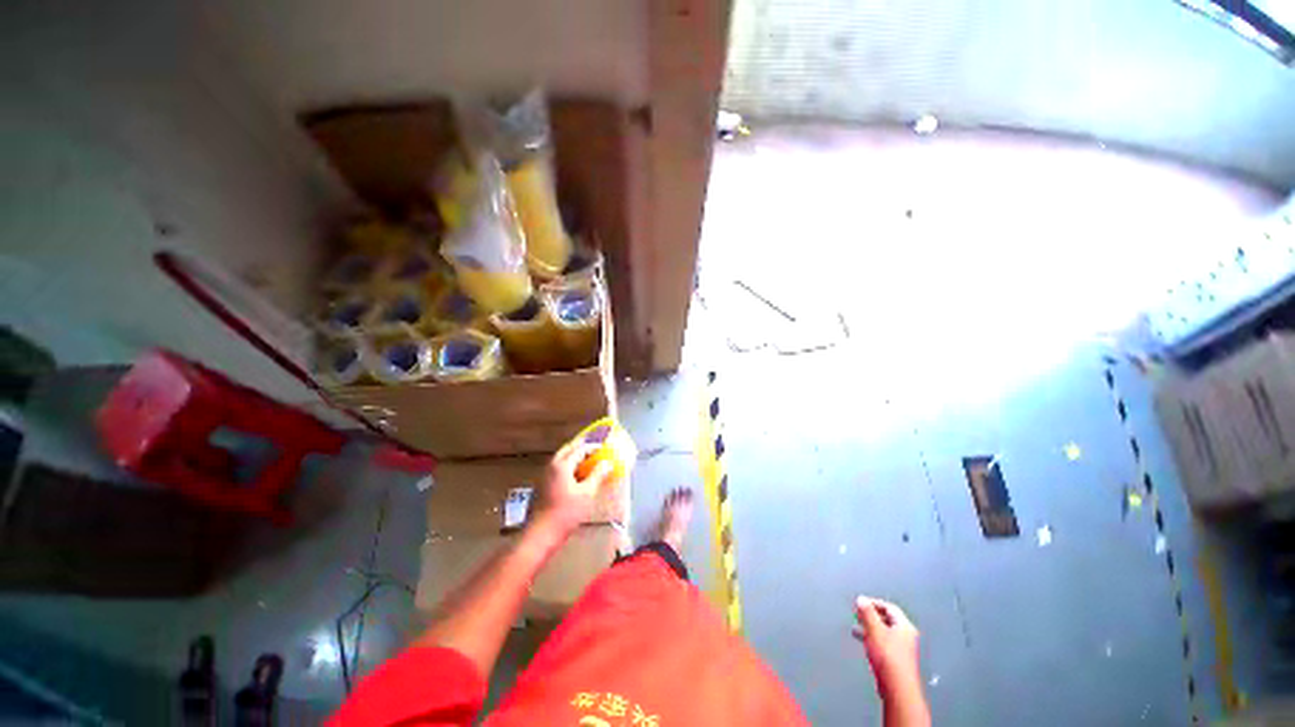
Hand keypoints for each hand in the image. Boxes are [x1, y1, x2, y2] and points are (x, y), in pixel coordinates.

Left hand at [533, 441, 612, 534]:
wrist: (540, 534)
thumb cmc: (566, 513)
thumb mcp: (587, 493)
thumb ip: (597, 475)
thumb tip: (607, 462)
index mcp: (562, 465)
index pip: (580, 449)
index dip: (593, 447)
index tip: (603, 447)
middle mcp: (551, 466)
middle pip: (567, 450)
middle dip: (580, 448)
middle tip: (593, 449)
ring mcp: (544, 476)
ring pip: (560, 459)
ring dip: (573, 457)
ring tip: (587, 461)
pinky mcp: (542, 486)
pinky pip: (557, 469)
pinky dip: (567, 467)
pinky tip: (575, 477)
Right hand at [853, 596, 921, 692]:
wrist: (897, 689)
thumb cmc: (888, 658)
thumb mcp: (874, 630)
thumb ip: (867, 612)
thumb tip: (861, 599)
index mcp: (905, 626)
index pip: (889, 607)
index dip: (873, 602)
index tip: (859, 603)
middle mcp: (906, 636)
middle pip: (886, 619)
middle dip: (870, 615)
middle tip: (857, 614)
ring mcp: (902, 649)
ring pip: (883, 632)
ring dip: (869, 628)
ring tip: (856, 627)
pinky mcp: (896, 660)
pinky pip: (882, 643)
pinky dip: (872, 639)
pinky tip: (863, 642)